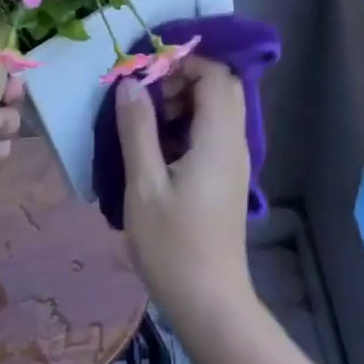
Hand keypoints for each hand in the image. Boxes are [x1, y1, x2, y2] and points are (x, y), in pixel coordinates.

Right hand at [114, 56, 252, 322]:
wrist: (210, 301)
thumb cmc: (173, 245)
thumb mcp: (144, 184)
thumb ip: (137, 129)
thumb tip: (129, 83)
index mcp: (218, 138)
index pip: (215, 73)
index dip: (182, 62)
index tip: (144, 74)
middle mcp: (234, 142)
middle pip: (221, 87)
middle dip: (183, 79)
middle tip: (145, 97)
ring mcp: (234, 162)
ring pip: (217, 110)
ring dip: (183, 103)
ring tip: (145, 123)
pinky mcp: (227, 178)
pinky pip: (212, 133)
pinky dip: (187, 126)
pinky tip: (156, 150)